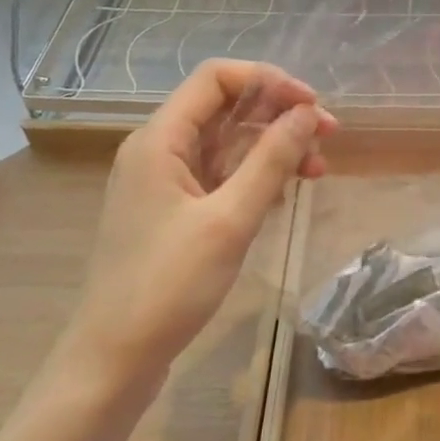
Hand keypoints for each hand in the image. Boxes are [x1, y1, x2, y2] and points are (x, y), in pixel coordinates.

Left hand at [57, 60, 337, 384]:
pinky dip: (256, 175)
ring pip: (227, 143)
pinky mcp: (174, 211)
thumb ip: (271, 160)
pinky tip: (286, 193)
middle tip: (328, 137)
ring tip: (317, 169)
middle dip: (279, 115)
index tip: (312, 106)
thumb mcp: (229, 220)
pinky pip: (221, 174)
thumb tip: (307, 113)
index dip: (268, 81)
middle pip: (225, 108)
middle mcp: (159, 150)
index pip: (216, 78)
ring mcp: (165, 182)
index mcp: (160, 139)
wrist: (112, 362)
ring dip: (273, 147)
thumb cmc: (167, 286)